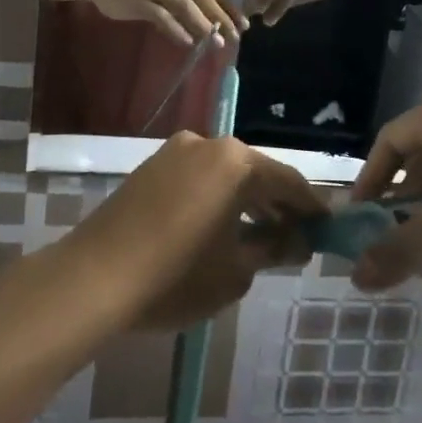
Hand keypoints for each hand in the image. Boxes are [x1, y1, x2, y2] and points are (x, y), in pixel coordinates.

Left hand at [75, 134, 322, 329]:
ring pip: (224, 174)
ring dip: (246, 201)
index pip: (288, 181)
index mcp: (235, 161)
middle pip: (255, 172)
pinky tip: (221, 227)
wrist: (94, 279)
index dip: (311, 207)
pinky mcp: (150, 167)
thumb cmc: (177, 276)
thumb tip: (299, 241)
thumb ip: (274, 248)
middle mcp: (206, 144)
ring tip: (262, 235)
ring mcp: (174, 152)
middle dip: (278, 204)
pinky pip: (198, 177)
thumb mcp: (236, 270)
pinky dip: (217, 197)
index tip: (327, 228)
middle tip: (297, 236)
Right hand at [87, 0, 246, 47]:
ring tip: (216, 43)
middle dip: (222, 18)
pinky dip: (176, 29)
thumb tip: (219, 21)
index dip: (230, 5)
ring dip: (203, 26)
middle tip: (235, 38)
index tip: (243, 24)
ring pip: (185, 5)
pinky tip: (188, 42)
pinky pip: (162, 16)